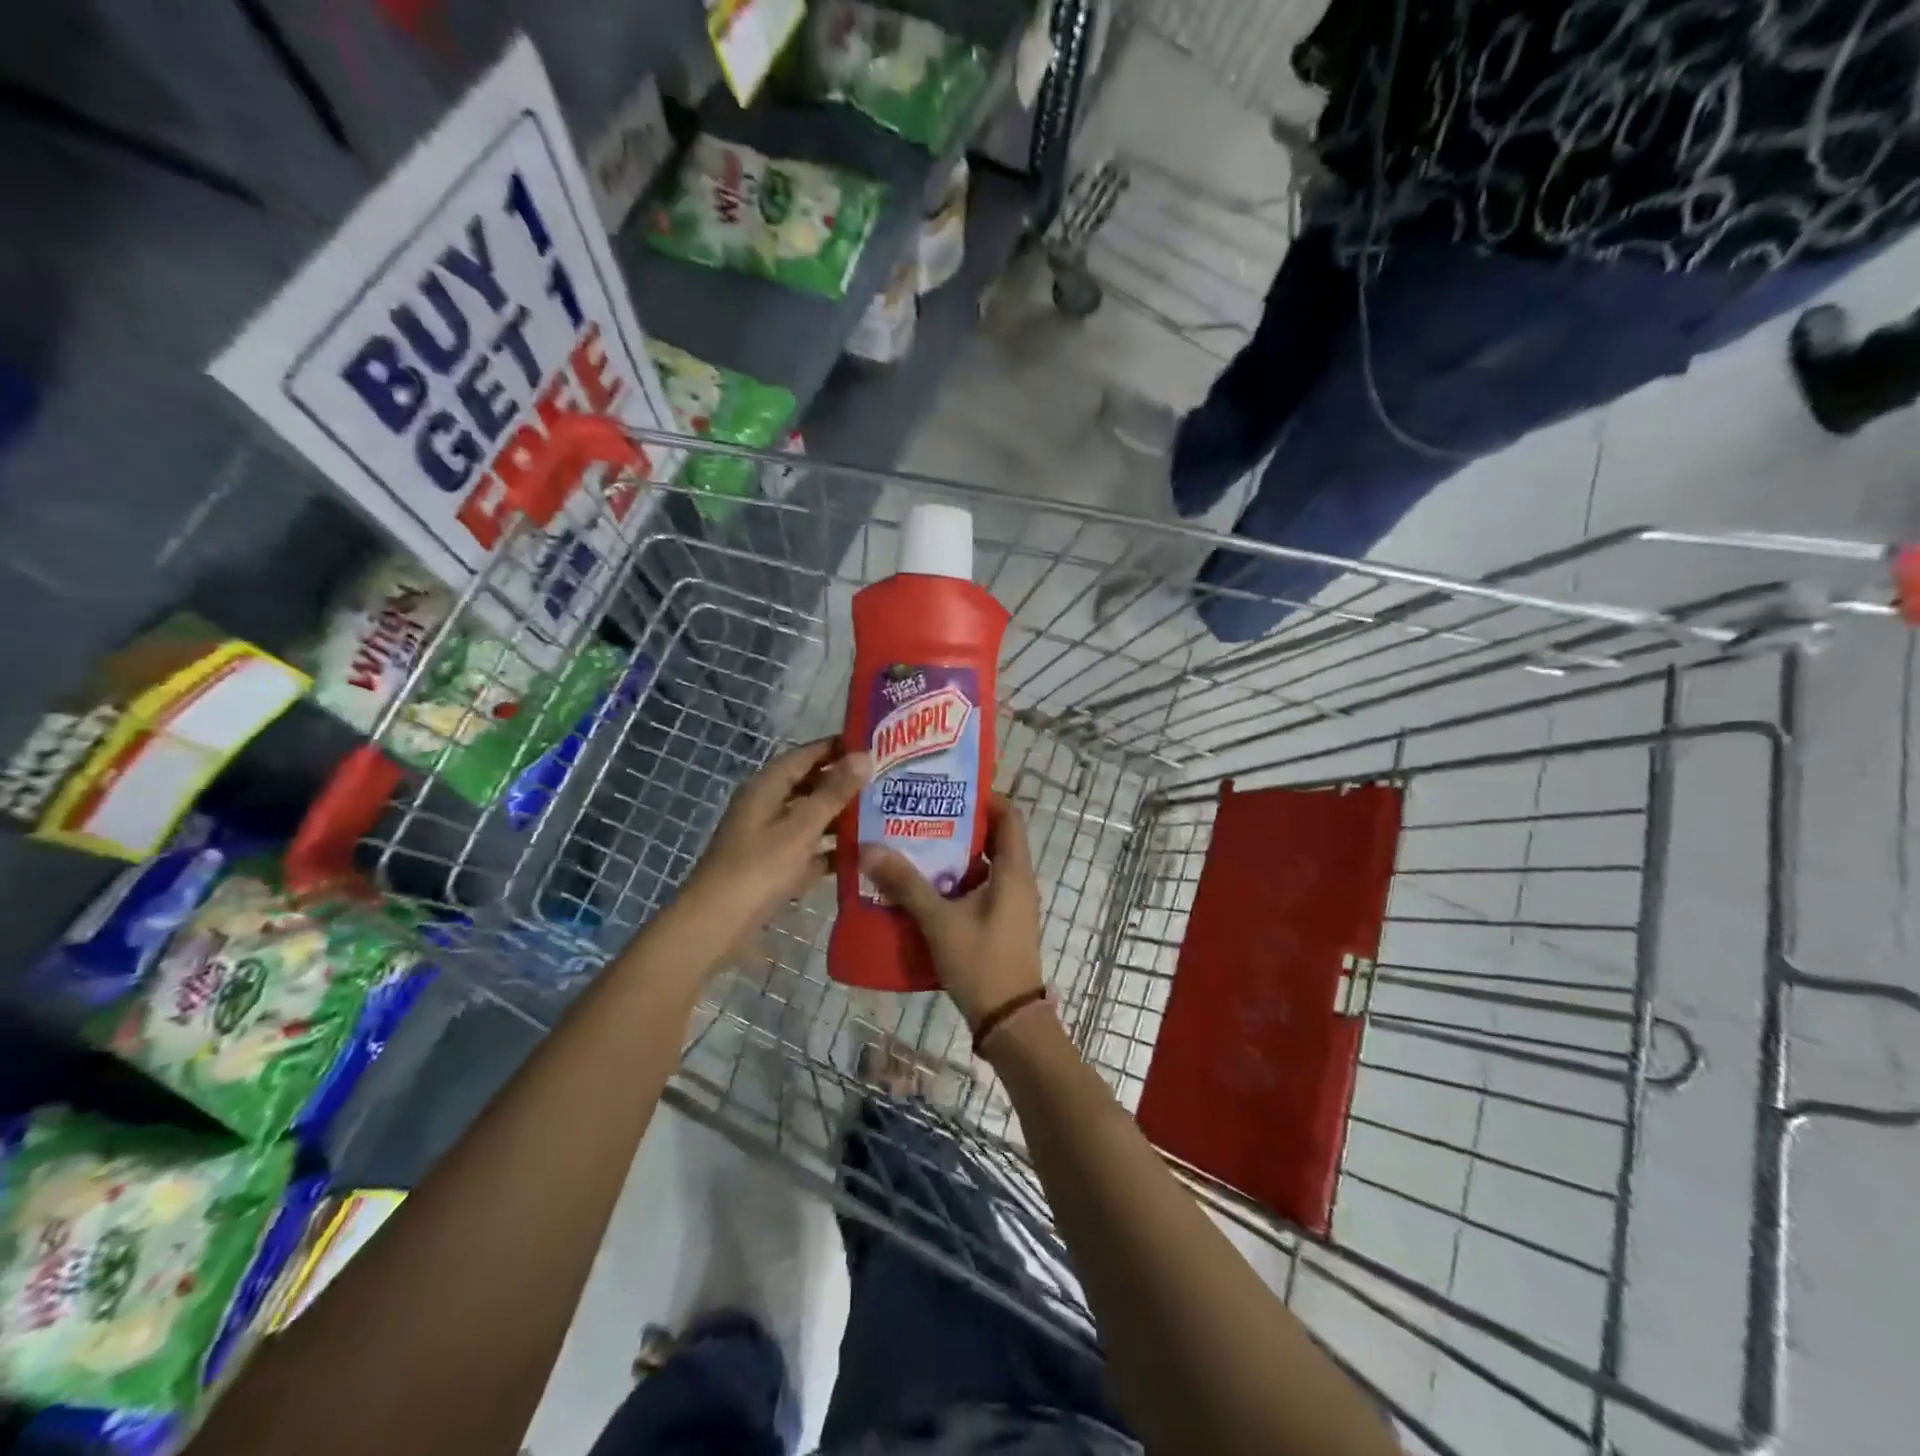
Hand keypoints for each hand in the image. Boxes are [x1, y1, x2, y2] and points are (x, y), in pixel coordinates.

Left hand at [679, 739, 871, 961]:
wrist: (715, 926)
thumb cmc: (757, 870)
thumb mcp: (800, 828)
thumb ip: (833, 793)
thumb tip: (865, 755)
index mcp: (766, 788)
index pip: (805, 755)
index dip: (836, 747)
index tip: (874, 744)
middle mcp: (766, 807)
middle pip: (808, 785)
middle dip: (843, 782)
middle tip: (885, 780)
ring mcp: (769, 839)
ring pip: (810, 818)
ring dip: (840, 816)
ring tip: (882, 814)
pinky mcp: (774, 867)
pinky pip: (808, 850)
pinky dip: (830, 850)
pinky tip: (862, 854)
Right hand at [859, 794, 1045, 1027]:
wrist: (1009, 1022)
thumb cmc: (982, 962)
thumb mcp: (940, 921)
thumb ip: (906, 884)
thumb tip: (870, 848)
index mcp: (1013, 871)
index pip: (1009, 816)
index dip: (985, 798)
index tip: (948, 790)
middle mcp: (1016, 881)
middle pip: (991, 840)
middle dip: (956, 827)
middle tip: (918, 816)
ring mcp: (1009, 905)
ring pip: (981, 868)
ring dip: (950, 858)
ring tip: (911, 847)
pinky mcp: (999, 925)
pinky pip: (977, 891)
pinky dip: (953, 885)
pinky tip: (920, 889)